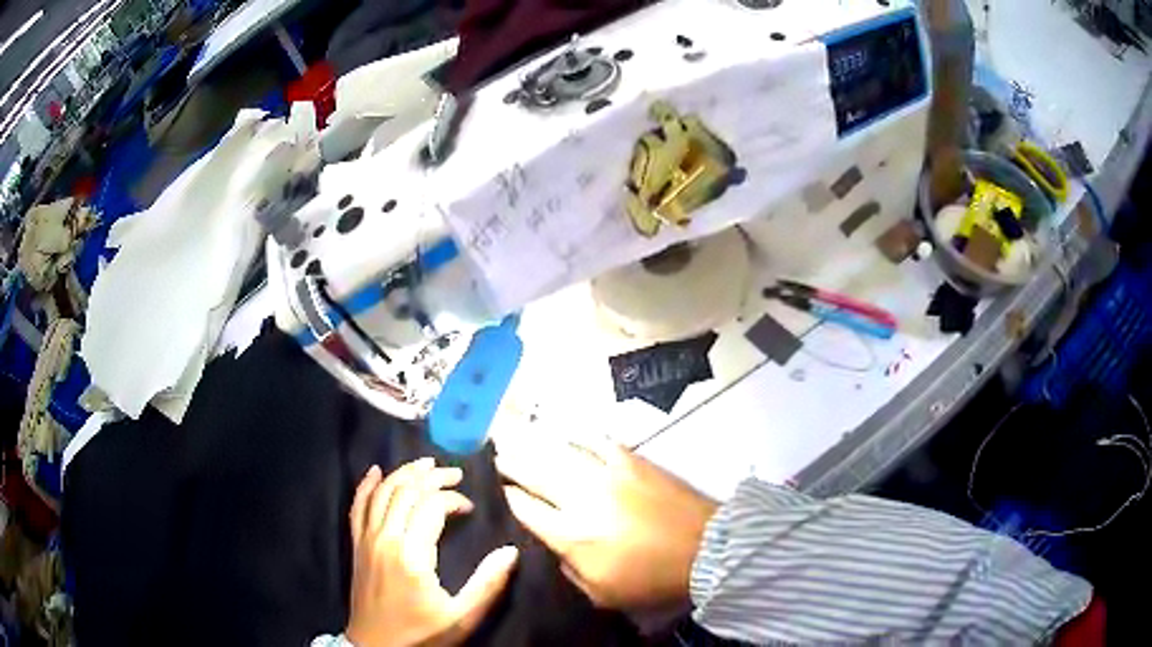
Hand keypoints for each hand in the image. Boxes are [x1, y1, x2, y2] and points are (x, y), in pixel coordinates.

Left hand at [346, 459, 518, 646]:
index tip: (469, 506)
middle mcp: (385, 538)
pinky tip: (374, 472)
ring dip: (403, 473)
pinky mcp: (356, 545)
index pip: (432, 506)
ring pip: (382, 492)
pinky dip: (366, 486)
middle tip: (454, 473)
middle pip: (406, 491)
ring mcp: (366, 539)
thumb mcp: (461, 617)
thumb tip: (511, 551)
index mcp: (412, 554)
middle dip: (432, 477)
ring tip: (425, 464)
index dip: (453, 499)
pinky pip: (357, 506)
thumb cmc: (421, 634)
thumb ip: (487, 584)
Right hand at [497, 437, 717, 611]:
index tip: (496, 489)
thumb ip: (568, 569)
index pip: (526, 509)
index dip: (507, 497)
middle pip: (535, 474)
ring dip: (535, 446)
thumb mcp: (601, 593)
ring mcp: (607, 474)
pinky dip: (578, 437)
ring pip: (560, 453)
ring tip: (518, 439)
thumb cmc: (652, 579)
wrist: (704, 550)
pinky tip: (567, 435)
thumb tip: (553, 545)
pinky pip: (597, 441)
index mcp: (571, 535)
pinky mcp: (632, 461)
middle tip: (495, 457)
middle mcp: (582, 498)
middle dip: (511, 465)